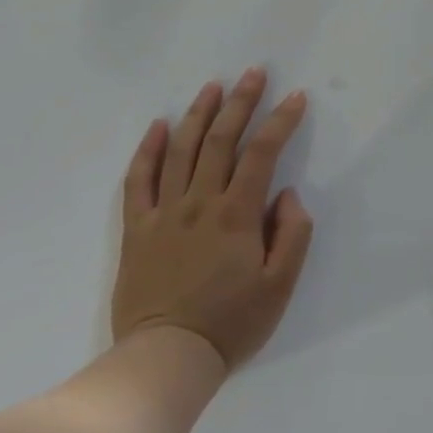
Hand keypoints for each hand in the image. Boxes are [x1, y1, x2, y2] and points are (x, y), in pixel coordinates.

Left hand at [111, 68, 313, 370]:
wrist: (165, 360)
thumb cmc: (231, 323)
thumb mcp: (280, 285)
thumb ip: (292, 233)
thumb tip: (285, 194)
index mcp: (236, 214)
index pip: (262, 153)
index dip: (281, 120)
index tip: (295, 97)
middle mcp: (199, 203)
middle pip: (220, 140)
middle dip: (241, 102)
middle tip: (254, 72)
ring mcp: (163, 214)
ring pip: (180, 150)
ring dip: (198, 114)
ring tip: (213, 87)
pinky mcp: (137, 230)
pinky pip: (138, 181)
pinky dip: (147, 150)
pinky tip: (158, 126)